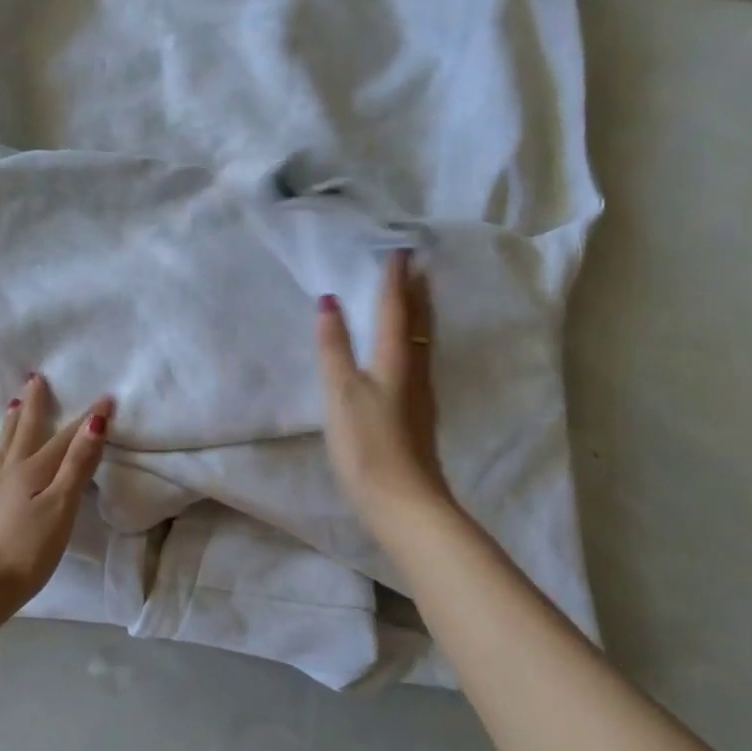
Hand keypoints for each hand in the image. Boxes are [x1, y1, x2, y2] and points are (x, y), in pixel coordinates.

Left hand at [0, 374, 113, 614]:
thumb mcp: (61, 508)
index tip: (106, 398)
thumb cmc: (26, 552)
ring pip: (2, 449)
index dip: (88, 419)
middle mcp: (9, 472)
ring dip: (10, 426)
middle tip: (34, 379)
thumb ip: (77, 465)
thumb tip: (94, 422)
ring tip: (12, 406)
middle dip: (34, 406)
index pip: (66, 438)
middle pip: (25, 432)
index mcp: (33, 470)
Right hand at [315, 250, 454, 536]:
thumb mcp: (341, 393)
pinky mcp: (419, 415)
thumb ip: (334, 347)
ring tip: (414, 296)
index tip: (398, 248)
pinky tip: (406, 352)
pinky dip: (413, 341)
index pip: (395, 309)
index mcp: (395, 360)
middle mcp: (414, 370)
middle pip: (418, 322)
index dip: (395, 279)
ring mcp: (421, 395)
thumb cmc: (366, 444)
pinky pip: (418, 361)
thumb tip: (330, 301)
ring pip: (421, 342)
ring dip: (418, 315)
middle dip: (416, 292)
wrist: (403, 501)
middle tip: (416, 264)